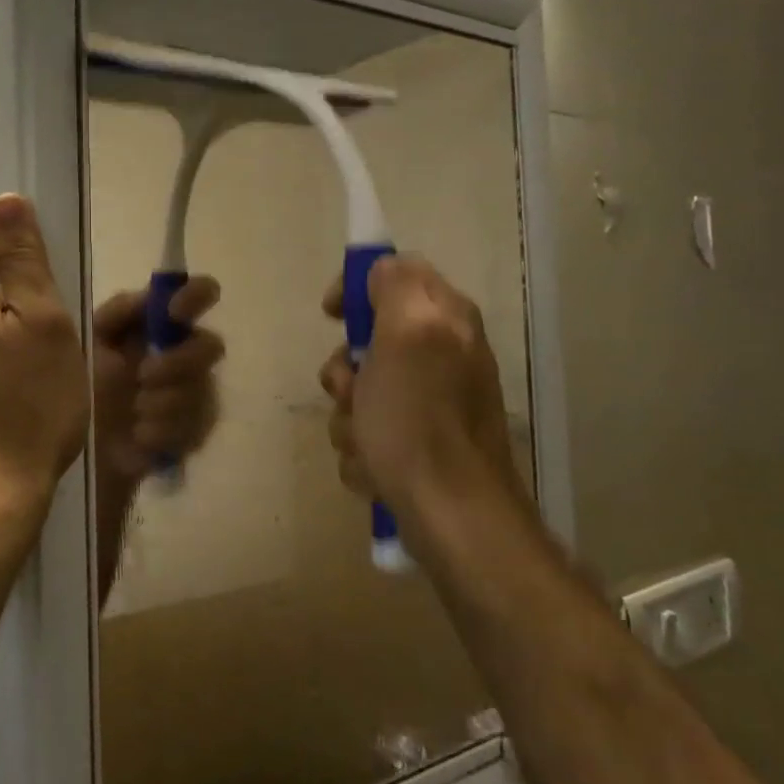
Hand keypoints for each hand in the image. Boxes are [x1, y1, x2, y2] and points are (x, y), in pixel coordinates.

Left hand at [91, 277, 224, 481]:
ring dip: (163, 402)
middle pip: (211, 346)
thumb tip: (150, 295)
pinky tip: (140, 435)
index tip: (174, 312)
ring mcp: (196, 394)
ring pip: (202, 390)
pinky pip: (196, 427)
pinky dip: (164, 430)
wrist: (78, 444)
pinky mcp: (195, 432)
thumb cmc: (85, 383)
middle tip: (143, 376)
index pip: (200, 294)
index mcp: (163, 325)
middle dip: (178, 362)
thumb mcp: (91, 341)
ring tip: (134, 412)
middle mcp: (187, 353)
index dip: (196, 296)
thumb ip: (117, 313)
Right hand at [319, 256, 525, 554]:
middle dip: (346, 372)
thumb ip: (396, 287)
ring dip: (349, 417)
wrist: (450, 515)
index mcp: (445, 321)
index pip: (395, 276)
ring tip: (365, 443)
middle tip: (351, 392)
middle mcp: (442, 356)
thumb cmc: (418, 422)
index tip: (332, 315)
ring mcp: (431, 404)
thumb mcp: (406, 336)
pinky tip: (375, 469)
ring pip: (362, 392)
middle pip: (369, 342)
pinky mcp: (419, 446)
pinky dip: (364, 451)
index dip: (358, 289)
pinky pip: (370, 432)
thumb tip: (382, 269)